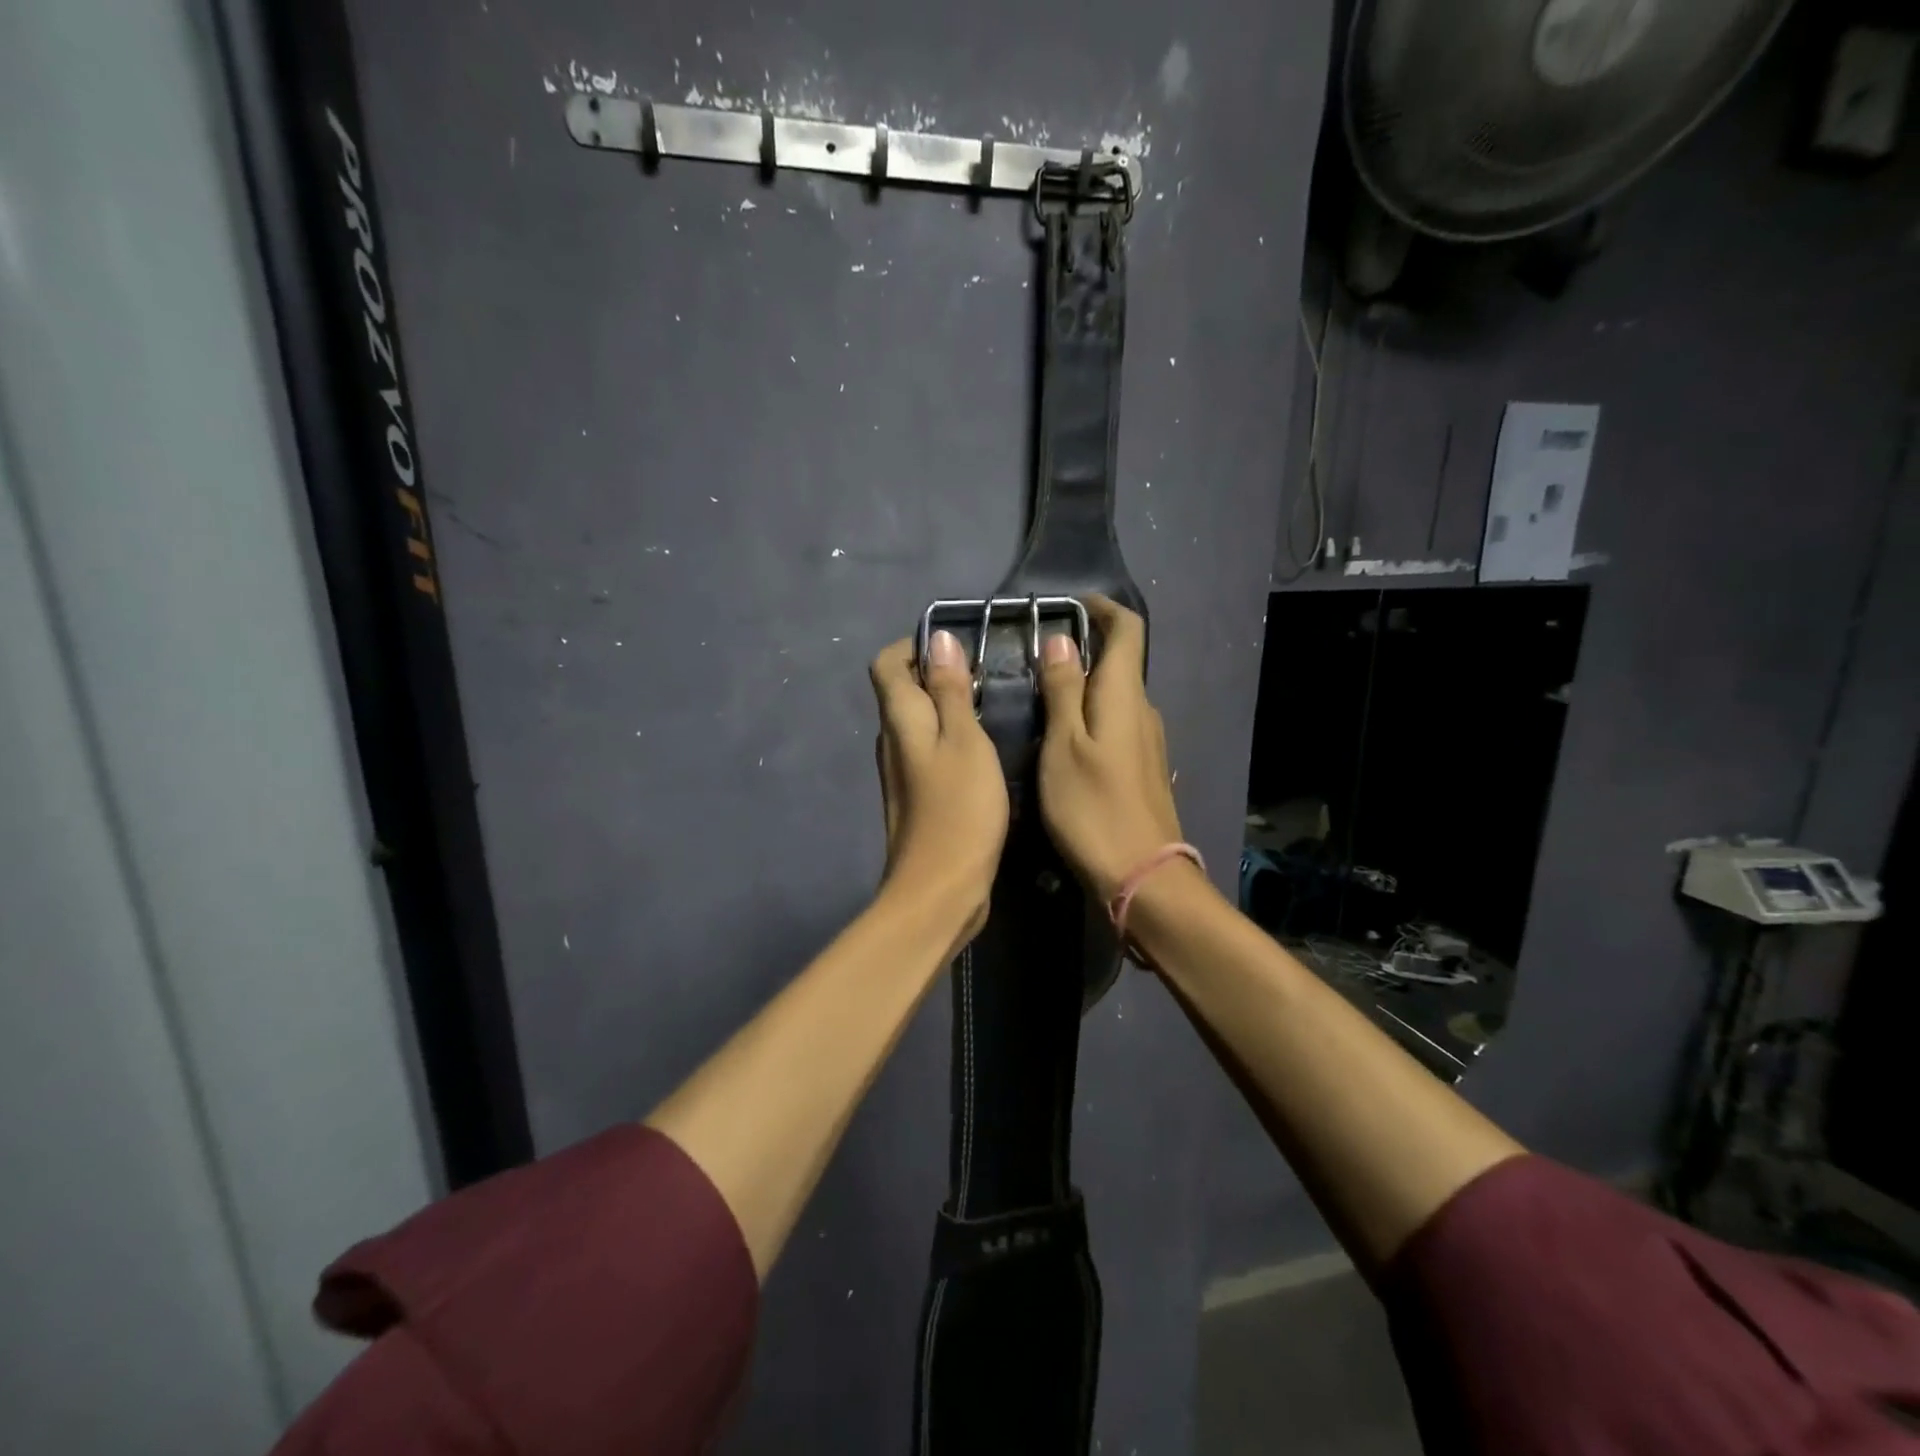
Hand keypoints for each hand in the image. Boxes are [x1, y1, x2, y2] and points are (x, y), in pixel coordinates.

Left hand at [869, 631, 1009, 939]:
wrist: (940, 890)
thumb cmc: (959, 809)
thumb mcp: (965, 741)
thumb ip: (950, 690)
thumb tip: (938, 639)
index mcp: (899, 720)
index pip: (887, 663)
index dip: (915, 647)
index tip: (957, 648)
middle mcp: (891, 741)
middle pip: (902, 692)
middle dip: (937, 675)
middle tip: (986, 676)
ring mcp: (901, 773)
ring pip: (918, 724)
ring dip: (947, 709)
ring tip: (992, 708)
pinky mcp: (916, 798)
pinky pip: (929, 753)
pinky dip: (951, 741)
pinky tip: (984, 752)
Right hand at [1036, 596, 1183, 899]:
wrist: (1141, 875)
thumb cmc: (1092, 807)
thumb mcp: (1063, 746)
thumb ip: (1063, 691)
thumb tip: (1062, 640)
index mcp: (1124, 696)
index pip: (1128, 630)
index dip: (1102, 609)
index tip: (1069, 605)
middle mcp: (1144, 711)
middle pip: (1121, 663)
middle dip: (1085, 649)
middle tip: (1037, 656)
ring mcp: (1148, 742)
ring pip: (1116, 697)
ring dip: (1084, 686)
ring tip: (1041, 697)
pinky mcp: (1144, 769)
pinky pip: (1117, 724)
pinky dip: (1091, 716)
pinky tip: (1063, 740)